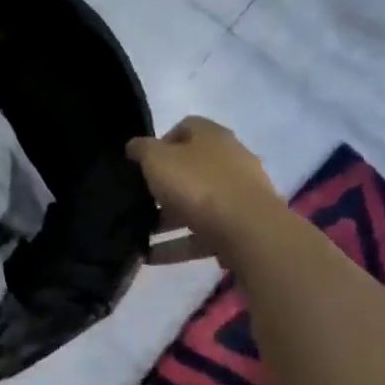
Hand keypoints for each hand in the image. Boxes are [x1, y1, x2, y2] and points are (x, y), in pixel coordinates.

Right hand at [127, 117, 285, 264]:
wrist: (250, 232)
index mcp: (213, 137)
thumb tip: (134, 146)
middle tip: (142, 200)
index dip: (162, 142)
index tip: (143, 163)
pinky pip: (205, 233)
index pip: (186, 127)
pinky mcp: (244, 227)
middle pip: (193, 168)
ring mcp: (241, 195)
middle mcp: (232, 160)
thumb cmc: (199, 185)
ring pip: (199, 203)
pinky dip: (180, 244)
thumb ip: (142, 150)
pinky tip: (152, 257)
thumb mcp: (157, 160)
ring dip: (170, 219)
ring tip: (142, 234)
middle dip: (166, 185)